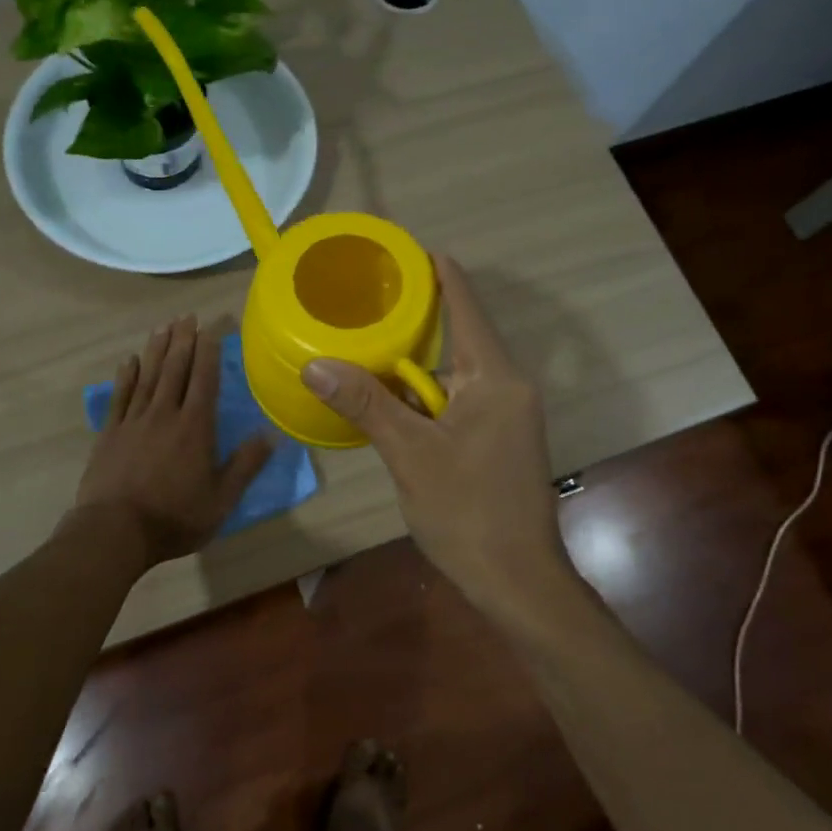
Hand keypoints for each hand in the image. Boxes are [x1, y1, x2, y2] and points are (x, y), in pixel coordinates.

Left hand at [73, 314, 274, 568]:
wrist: (115, 531)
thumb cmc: (175, 517)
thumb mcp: (221, 499)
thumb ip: (246, 465)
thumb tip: (271, 433)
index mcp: (195, 427)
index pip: (204, 379)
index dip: (208, 351)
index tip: (210, 328)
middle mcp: (165, 414)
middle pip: (175, 369)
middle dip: (183, 341)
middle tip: (187, 316)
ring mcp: (134, 421)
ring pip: (148, 376)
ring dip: (157, 349)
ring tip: (163, 326)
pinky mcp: (110, 433)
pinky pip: (120, 396)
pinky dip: (127, 375)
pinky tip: (130, 360)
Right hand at [301, 257, 568, 614]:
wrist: (516, 580)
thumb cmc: (468, 512)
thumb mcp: (410, 454)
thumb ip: (366, 403)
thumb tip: (315, 364)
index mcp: (494, 377)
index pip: (465, 305)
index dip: (438, 272)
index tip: (404, 250)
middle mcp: (506, 386)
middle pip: (457, 338)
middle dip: (413, 323)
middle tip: (364, 304)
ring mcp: (505, 415)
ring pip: (452, 376)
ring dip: (412, 369)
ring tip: (363, 351)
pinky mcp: (498, 440)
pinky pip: (456, 403)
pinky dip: (423, 400)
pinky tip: (388, 405)